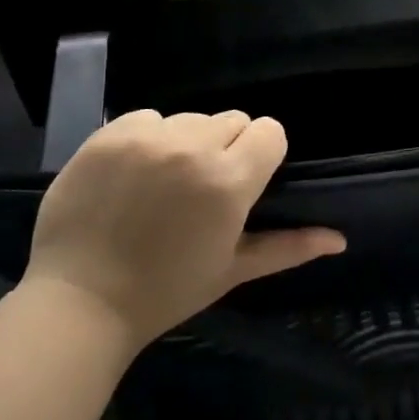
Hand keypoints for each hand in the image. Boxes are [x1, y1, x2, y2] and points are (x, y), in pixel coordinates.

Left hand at [22, 109, 344, 348]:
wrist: (80, 301)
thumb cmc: (165, 291)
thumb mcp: (232, 270)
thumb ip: (289, 247)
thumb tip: (339, 240)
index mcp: (229, 182)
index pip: (269, 131)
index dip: (262, 153)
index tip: (245, 180)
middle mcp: (193, 148)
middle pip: (231, 120)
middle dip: (226, 148)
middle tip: (202, 188)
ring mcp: (147, 137)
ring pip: (189, 119)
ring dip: (186, 142)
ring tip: (164, 183)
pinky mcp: (109, 134)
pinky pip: (147, 118)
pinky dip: (148, 138)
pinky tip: (133, 174)